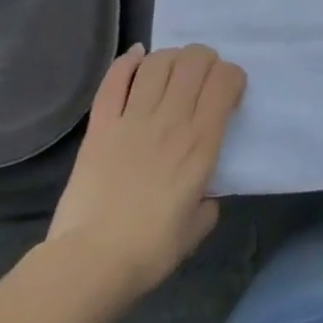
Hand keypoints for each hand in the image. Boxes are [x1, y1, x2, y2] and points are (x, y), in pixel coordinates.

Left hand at [45, 44, 245, 300]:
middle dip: (205, 60)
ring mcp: (133, 119)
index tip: (229, 93)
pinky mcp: (100, 126)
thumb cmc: (151, 250)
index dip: (232, 76)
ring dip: (171, 58)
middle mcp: (171, 119)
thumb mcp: (198, 225)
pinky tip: (137, 58)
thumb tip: (203, 194)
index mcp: (201, 141)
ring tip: (172, 71)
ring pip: (159, 62)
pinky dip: (127, 62)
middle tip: (202, 78)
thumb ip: (208, 200)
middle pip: (194, 60)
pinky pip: (114, 81)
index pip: (225, 80)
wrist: (89, 264)